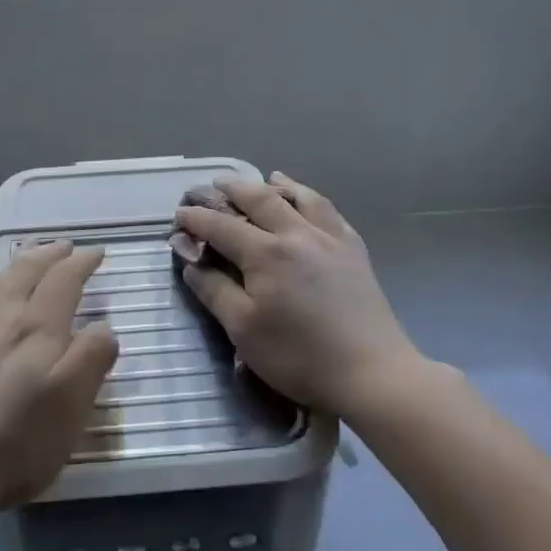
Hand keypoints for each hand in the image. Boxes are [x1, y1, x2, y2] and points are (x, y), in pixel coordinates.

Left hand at [0, 241, 119, 524]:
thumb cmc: (21, 439)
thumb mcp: (74, 403)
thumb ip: (93, 356)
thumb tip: (102, 327)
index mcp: (39, 327)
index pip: (64, 279)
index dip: (82, 263)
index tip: (97, 253)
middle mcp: (4, 317)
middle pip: (28, 271)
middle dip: (50, 254)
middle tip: (66, 247)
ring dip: (20, 262)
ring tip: (31, 252)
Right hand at [173, 173, 424, 422]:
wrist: (371, 371)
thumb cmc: (299, 356)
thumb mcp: (244, 330)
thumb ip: (214, 291)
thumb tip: (191, 263)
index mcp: (266, 253)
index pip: (222, 226)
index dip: (197, 218)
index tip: (179, 214)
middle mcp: (297, 234)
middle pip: (260, 199)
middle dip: (233, 189)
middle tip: (215, 184)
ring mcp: (330, 238)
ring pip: (299, 196)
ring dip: (276, 185)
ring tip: (265, 179)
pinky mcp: (354, 249)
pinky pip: (329, 210)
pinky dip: (310, 198)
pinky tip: (308, 201)